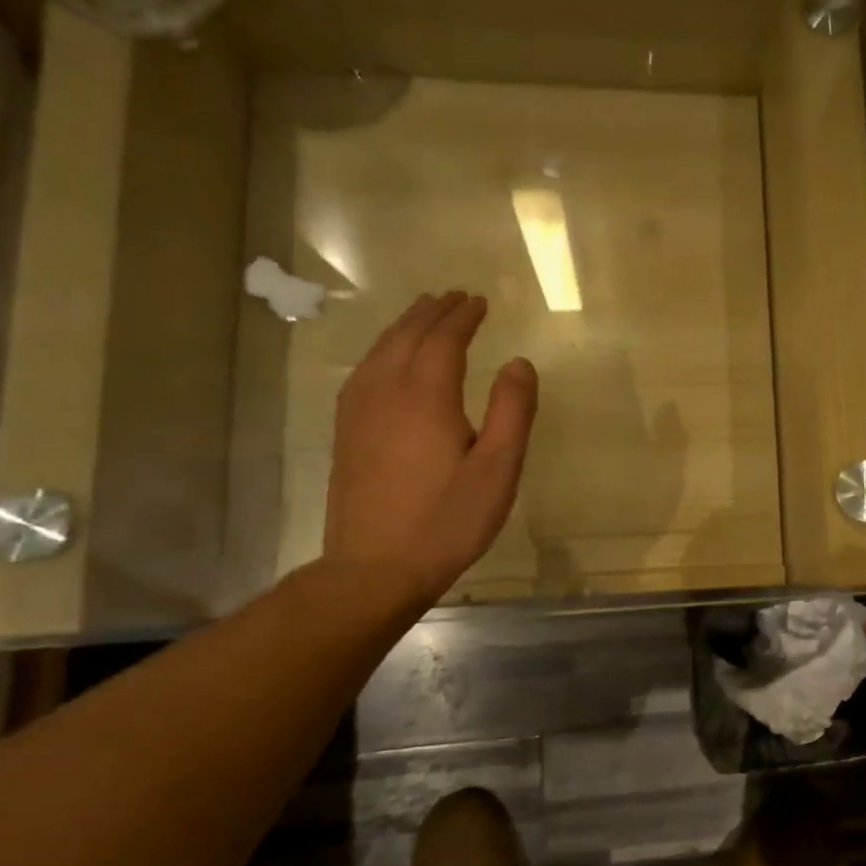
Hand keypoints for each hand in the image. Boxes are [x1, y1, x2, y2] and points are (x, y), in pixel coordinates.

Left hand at [324, 291, 537, 609]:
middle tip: (454, 296)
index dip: (463, 317)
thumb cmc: (448, 520)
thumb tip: (519, 362)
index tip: (479, 301)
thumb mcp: (499, 469)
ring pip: (380, 350)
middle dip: (432, 312)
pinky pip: (364, 371)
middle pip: (406, 336)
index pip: (444, 340)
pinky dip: (382, 350)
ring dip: (404, 326)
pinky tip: (388, 358)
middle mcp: (386, 393)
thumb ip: (513, 411)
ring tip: (424, 313)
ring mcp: (358, 412)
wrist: (374, 569)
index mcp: (426, 397)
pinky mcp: (347, 432)